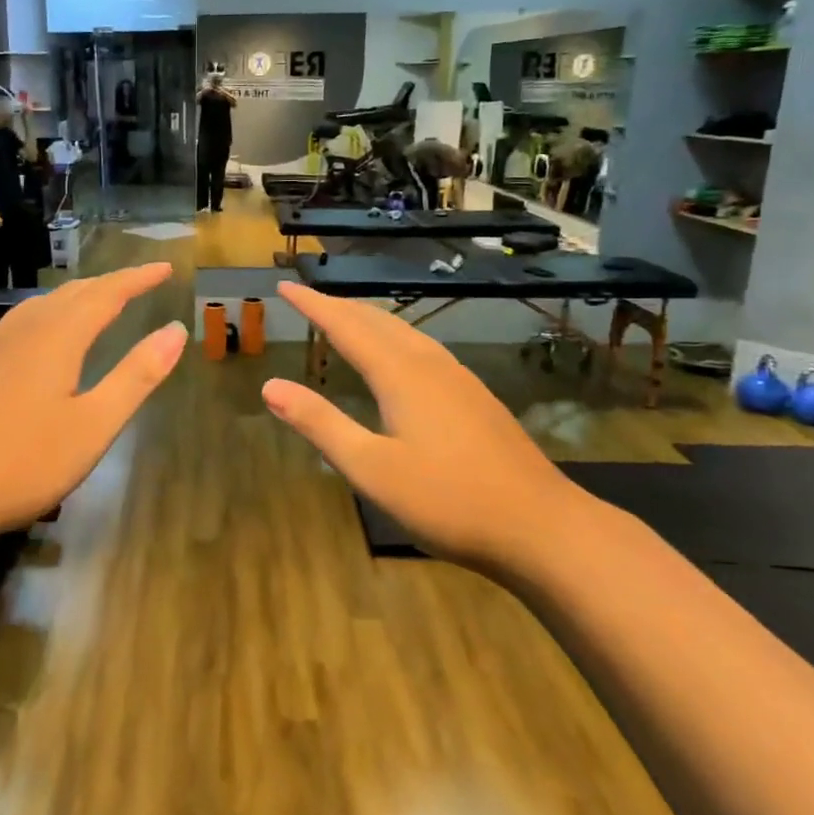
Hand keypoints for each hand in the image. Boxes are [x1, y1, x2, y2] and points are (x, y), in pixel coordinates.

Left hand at [0, 264, 185, 538]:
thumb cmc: (24, 462)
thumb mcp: (94, 425)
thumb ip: (136, 376)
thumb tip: (176, 330)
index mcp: (58, 337)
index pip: (106, 294)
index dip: (137, 279)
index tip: (164, 269)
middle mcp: (25, 330)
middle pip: (73, 293)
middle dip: (110, 283)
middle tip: (139, 282)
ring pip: (43, 305)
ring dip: (77, 296)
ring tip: (98, 300)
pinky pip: (22, 322)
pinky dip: (50, 313)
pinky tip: (44, 335)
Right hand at [260, 281, 585, 569]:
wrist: (543, 527)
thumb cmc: (448, 500)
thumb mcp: (371, 468)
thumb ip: (320, 424)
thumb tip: (270, 386)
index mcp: (401, 374)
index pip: (346, 326)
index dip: (314, 305)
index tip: (286, 287)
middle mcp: (430, 365)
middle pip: (378, 322)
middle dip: (339, 307)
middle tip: (308, 298)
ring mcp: (459, 379)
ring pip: (405, 333)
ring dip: (369, 320)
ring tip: (345, 317)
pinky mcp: (476, 398)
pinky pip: (424, 349)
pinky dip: (395, 338)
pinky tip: (400, 356)